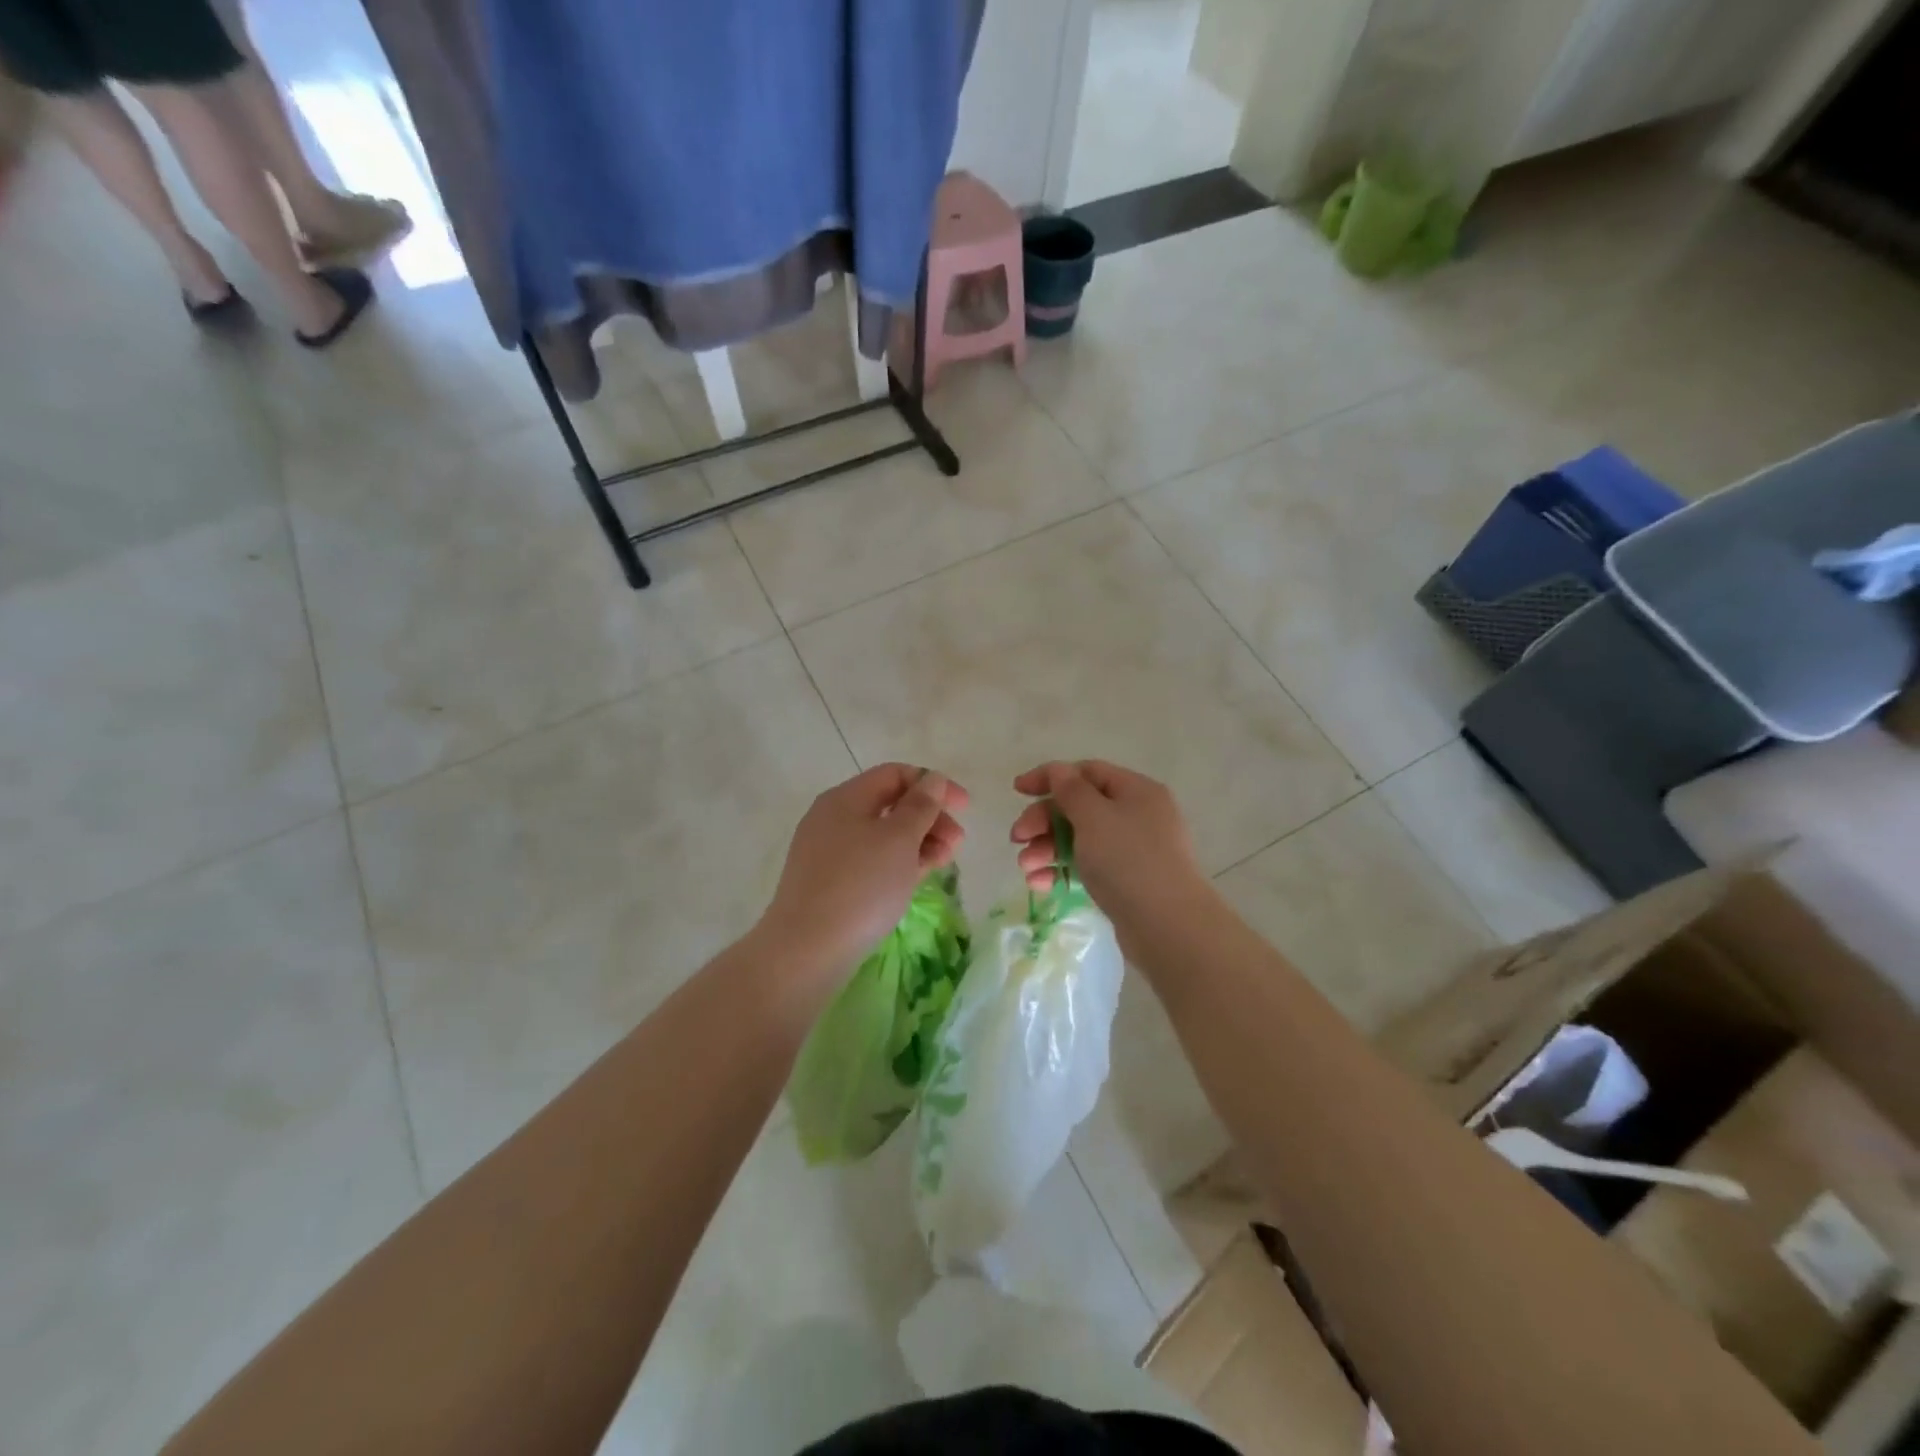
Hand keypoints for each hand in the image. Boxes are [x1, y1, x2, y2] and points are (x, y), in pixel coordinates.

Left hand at [758, 764, 968, 980]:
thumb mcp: (899, 840)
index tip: (964, 808)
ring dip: (919, 842)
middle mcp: (833, 818)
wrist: (807, 950)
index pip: (895, 774)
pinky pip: (871, 861)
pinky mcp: (830, 883)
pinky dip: (898, 863)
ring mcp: (828, 852)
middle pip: (890, 805)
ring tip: (943, 863)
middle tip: (957, 843)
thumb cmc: (861, 886)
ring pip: (882, 836)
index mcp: (845, 798)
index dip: (933, 784)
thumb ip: (921, 805)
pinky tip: (917, 879)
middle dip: (929, 818)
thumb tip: (932, 779)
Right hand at [1010, 760, 1207, 941]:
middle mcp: (1137, 815)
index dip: (1049, 777)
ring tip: (1026, 869)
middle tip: (1017, 839)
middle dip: (1043, 821)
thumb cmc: (1128, 860)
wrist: (1168, 926)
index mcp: (1136, 790)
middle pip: (1080, 807)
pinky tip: (1040, 884)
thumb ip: (1070, 790)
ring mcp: (1133, 850)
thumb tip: (1059, 771)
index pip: (1086, 772)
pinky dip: (1063, 870)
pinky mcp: (1127, 881)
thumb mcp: (1093, 817)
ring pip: (1080, 839)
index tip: (1017, 791)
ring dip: (1047, 848)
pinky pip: (1088, 866)